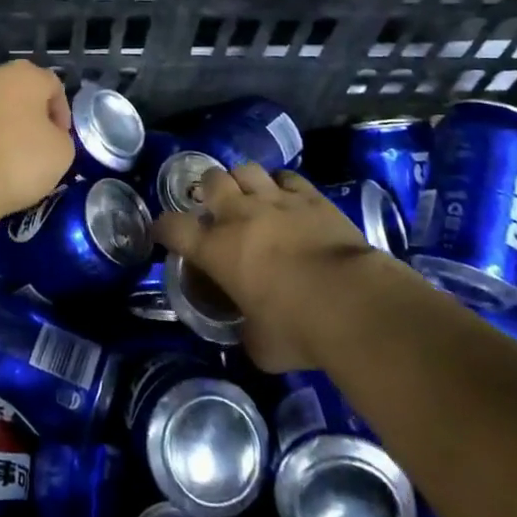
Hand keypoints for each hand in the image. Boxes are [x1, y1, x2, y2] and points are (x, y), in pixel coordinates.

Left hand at [0, 62, 75, 221]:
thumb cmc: (17, 159)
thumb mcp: (61, 153)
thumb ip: (60, 137)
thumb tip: (48, 136)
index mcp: (24, 74)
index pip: (53, 86)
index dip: (61, 114)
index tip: (60, 141)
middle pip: (17, 91)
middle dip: (26, 115)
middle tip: (33, 147)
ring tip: (2, 158)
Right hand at [154, 162, 372, 370]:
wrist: (352, 304)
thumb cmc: (298, 330)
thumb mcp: (261, 347)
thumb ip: (247, 333)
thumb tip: (249, 333)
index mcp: (216, 250)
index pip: (173, 227)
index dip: (164, 227)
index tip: (164, 233)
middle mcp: (238, 215)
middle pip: (210, 181)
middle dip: (209, 191)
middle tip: (217, 208)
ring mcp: (275, 200)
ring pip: (245, 169)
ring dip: (243, 181)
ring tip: (250, 196)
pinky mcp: (309, 196)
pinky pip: (287, 177)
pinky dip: (282, 185)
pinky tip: (287, 197)